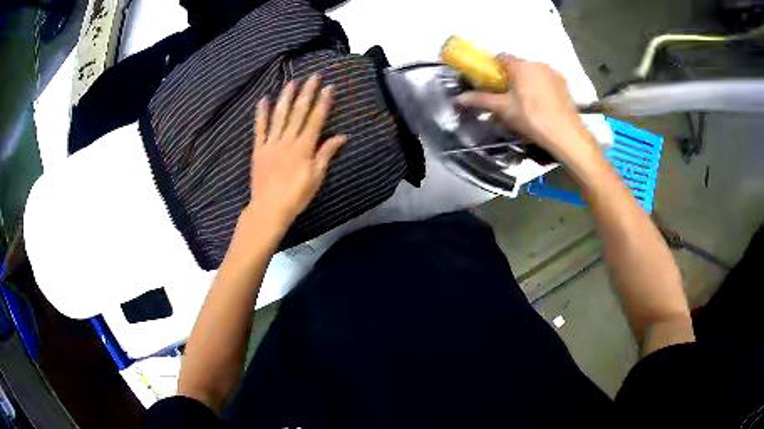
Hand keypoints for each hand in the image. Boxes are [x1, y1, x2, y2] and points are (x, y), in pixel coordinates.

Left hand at [247, 74, 346, 226]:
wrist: (269, 208)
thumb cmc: (296, 195)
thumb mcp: (316, 177)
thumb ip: (326, 153)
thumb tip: (342, 136)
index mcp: (304, 147)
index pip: (316, 119)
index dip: (323, 102)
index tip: (329, 87)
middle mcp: (288, 140)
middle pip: (299, 112)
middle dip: (307, 93)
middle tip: (313, 76)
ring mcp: (271, 143)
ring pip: (279, 115)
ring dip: (286, 97)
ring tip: (292, 82)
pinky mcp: (258, 149)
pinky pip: (259, 128)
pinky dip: (261, 113)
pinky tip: (263, 100)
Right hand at [456, 54, 596, 162]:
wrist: (566, 134)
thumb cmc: (532, 118)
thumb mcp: (504, 109)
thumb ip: (481, 100)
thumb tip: (458, 99)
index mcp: (520, 65)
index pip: (501, 57)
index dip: (494, 68)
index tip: (492, 83)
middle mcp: (537, 63)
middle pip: (518, 65)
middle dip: (510, 77)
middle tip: (507, 97)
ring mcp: (553, 72)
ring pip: (533, 72)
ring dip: (526, 82)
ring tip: (526, 103)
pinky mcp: (564, 83)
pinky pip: (546, 80)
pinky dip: (541, 87)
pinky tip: (542, 104)